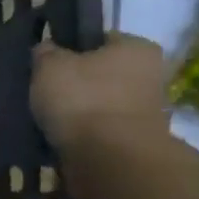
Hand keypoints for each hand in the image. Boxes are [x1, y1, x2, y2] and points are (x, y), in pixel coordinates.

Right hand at [31, 33, 170, 159]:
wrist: (110, 158)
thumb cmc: (82, 99)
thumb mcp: (50, 66)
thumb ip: (46, 53)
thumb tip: (47, 49)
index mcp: (138, 47)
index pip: (101, 39)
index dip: (73, 48)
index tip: (50, 64)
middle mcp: (152, 75)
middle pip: (104, 73)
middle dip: (79, 82)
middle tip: (47, 91)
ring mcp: (148, 111)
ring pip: (103, 103)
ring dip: (81, 110)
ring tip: (50, 118)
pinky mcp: (137, 142)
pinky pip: (102, 130)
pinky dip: (85, 133)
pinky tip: (62, 137)